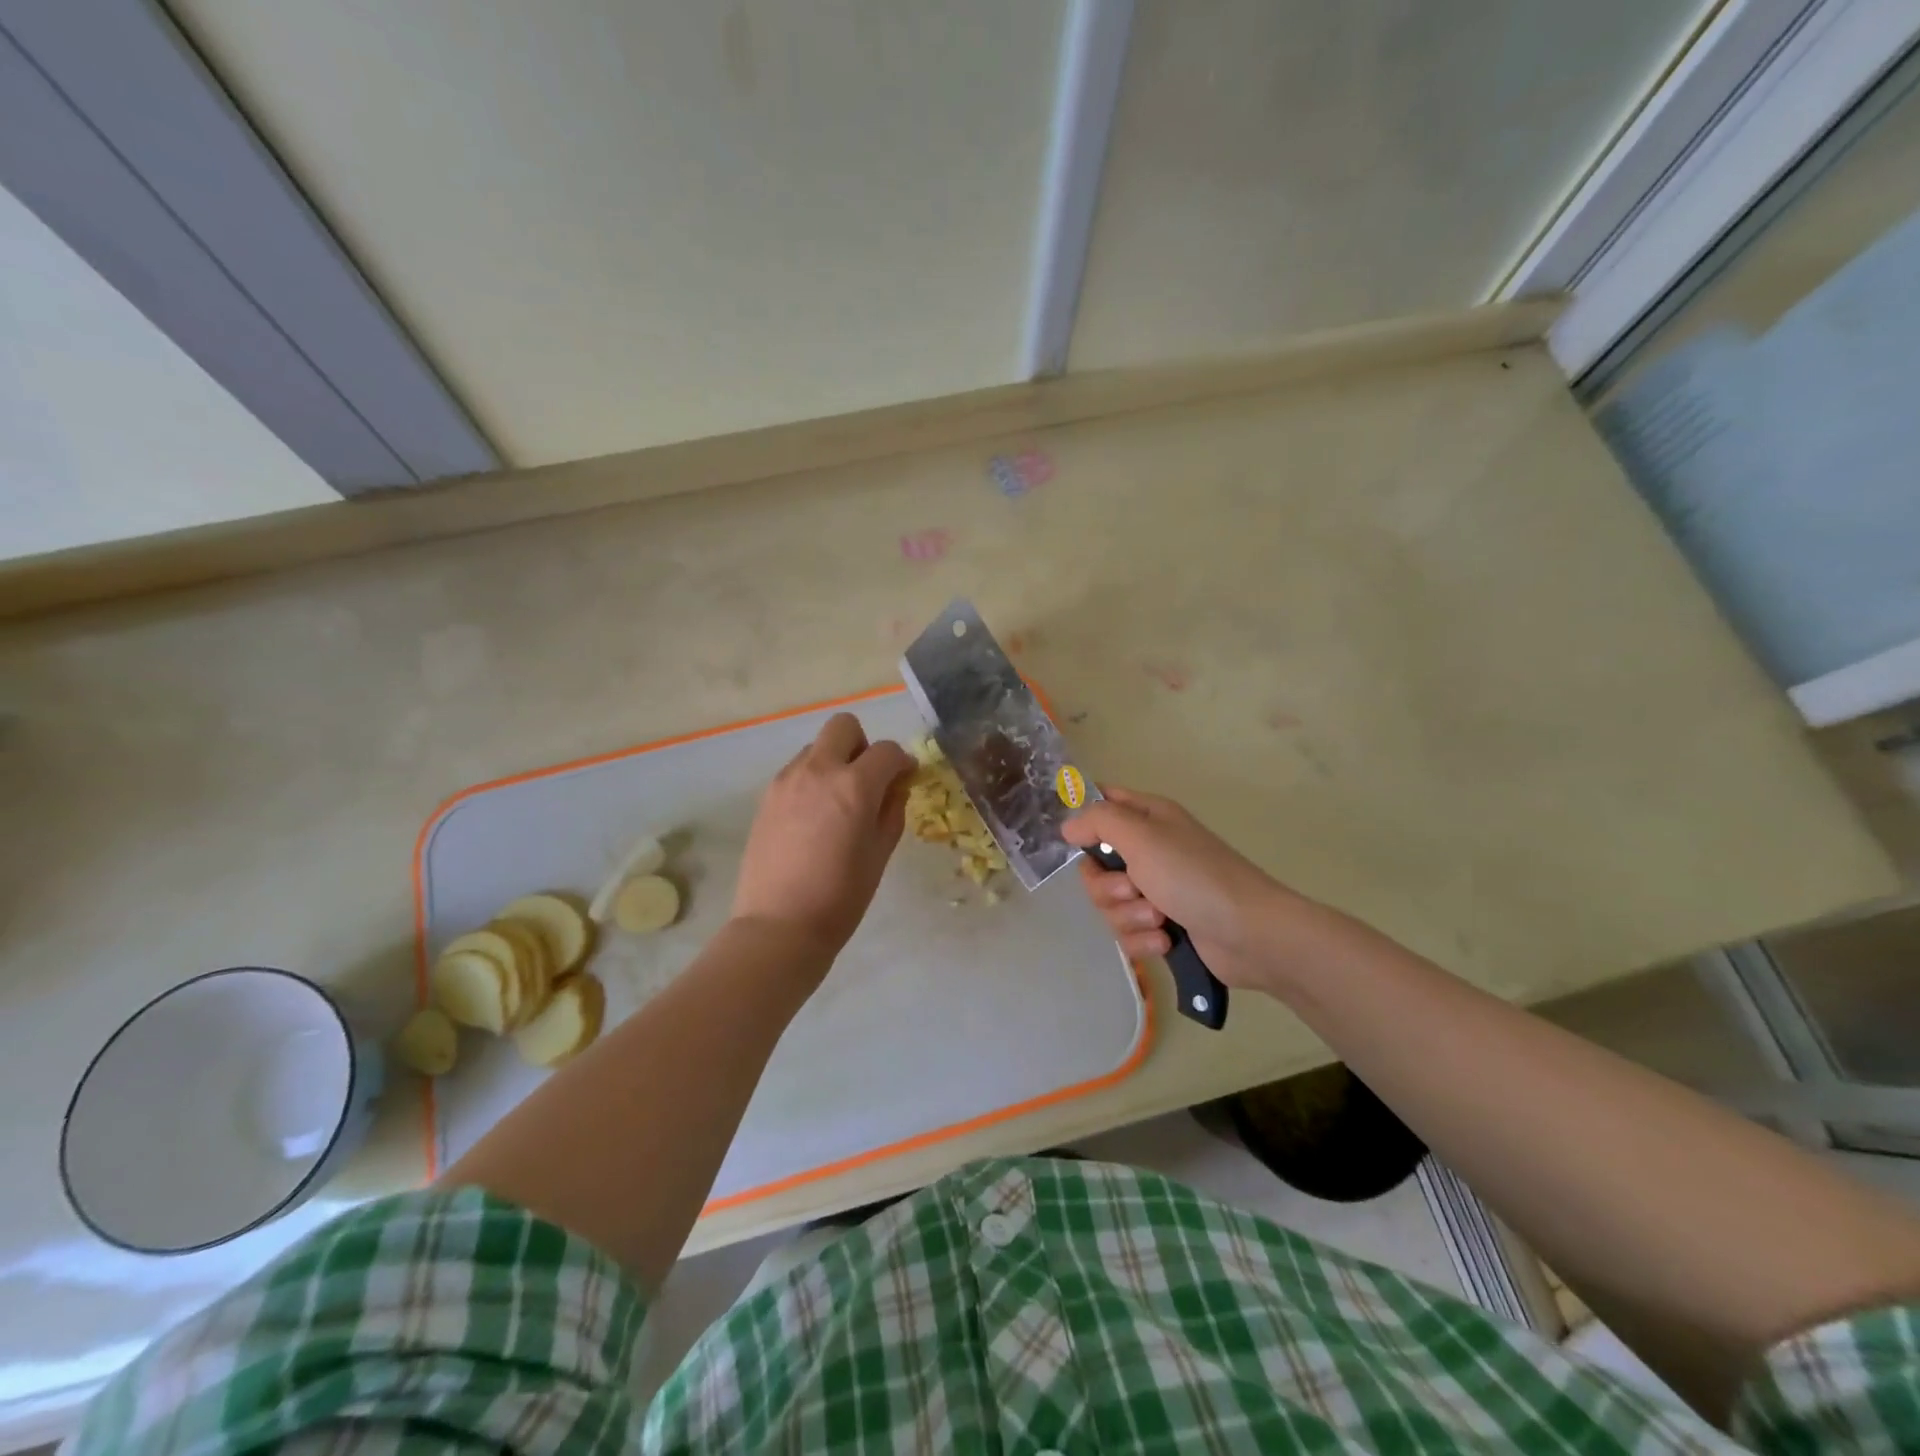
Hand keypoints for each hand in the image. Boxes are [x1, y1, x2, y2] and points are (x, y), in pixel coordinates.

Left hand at [732, 713, 914, 960]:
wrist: (779, 926)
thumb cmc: (841, 896)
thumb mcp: (880, 853)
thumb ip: (892, 811)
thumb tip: (895, 787)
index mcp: (854, 785)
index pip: (886, 751)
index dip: (902, 762)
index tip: (906, 778)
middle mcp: (818, 771)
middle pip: (843, 727)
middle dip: (863, 745)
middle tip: (868, 780)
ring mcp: (787, 780)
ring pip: (816, 747)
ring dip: (834, 762)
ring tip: (837, 803)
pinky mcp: (767, 796)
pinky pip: (796, 771)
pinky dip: (812, 780)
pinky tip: (814, 817)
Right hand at [1061, 786, 1308, 989]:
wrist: (1250, 934)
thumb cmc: (1194, 876)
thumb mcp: (1142, 836)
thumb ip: (1098, 821)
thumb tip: (1068, 826)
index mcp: (1148, 819)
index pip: (1103, 803)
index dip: (1085, 820)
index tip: (1076, 842)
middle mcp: (1149, 851)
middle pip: (1096, 866)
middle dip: (1108, 886)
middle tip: (1133, 889)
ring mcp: (1157, 890)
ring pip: (1110, 904)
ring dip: (1129, 915)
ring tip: (1159, 918)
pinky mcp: (1163, 926)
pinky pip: (1128, 932)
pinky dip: (1142, 938)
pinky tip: (1165, 940)